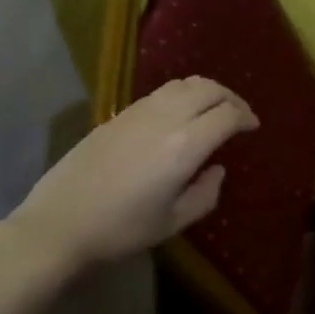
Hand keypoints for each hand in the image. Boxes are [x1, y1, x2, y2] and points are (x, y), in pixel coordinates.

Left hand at [3, 76, 257, 276]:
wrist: (60, 221)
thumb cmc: (121, 230)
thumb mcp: (173, 222)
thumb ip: (205, 194)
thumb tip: (217, 169)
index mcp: (185, 145)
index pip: (226, 115)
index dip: (245, 117)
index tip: (253, 127)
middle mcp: (166, 118)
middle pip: (208, 89)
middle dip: (230, 97)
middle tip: (239, 115)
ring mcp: (139, 111)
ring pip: (183, 84)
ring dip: (206, 91)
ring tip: (213, 109)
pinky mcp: (118, 114)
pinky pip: (161, 92)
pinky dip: (182, 94)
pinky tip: (180, 115)